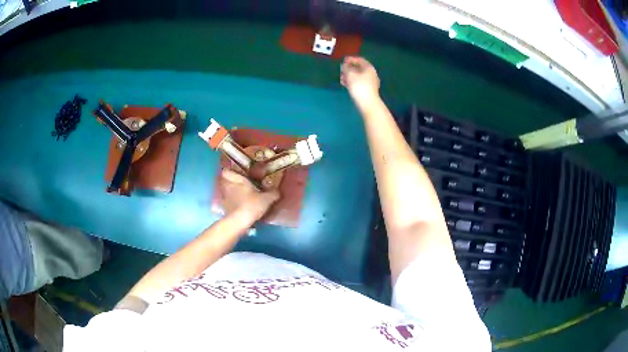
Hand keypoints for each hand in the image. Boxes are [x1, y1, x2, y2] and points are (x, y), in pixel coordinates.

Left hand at [219, 169, 279, 221]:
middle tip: (241, 185)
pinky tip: (240, 206)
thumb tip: (277, 191)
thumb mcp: (267, 199)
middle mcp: (228, 187)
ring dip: (232, 193)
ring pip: (226, 192)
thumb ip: (273, 193)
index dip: (229, 171)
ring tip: (241, 196)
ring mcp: (225, 198)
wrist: (239, 222)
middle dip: (232, 182)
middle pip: (225, 181)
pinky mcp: (225, 208)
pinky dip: (232, 203)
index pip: (226, 171)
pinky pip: (228, 202)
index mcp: (238, 180)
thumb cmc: (251, 205)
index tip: (236, 172)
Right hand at [340, 56, 379, 101]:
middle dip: (349, 68)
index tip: (343, 60)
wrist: (367, 103)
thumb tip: (344, 65)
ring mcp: (370, 83)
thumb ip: (346, 68)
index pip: (360, 60)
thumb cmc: (359, 86)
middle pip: (359, 68)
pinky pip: (358, 82)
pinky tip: (345, 84)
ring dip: (349, 75)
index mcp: (369, 68)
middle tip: (341, 69)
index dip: (351, 59)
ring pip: (358, 76)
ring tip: (341, 77)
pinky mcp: (367, 90)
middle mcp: (371, 74)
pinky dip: (351, 81)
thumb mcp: (350, 74)